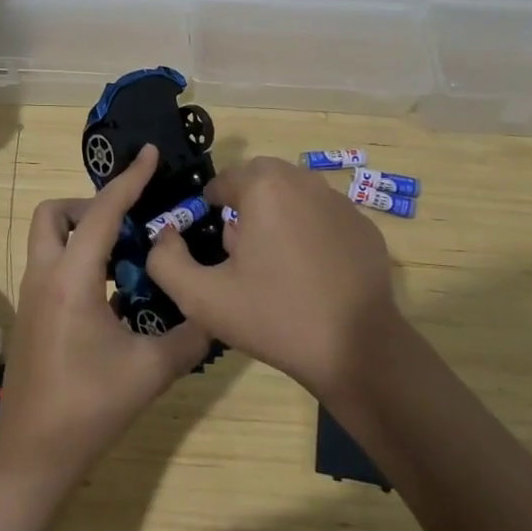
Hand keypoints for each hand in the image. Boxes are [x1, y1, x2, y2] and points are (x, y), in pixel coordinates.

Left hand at [0, 144, 211, 481]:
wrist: (33, 451)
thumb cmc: (89, 405)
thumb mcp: (151, 370)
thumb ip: (191, 335)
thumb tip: (216, 314)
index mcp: (72, 277)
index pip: (103, 212)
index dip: (130, 180)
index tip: (151, 155)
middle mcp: (45, 274)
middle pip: (55, 213)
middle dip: (91, 205)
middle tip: (130, 224)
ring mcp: (32, 293)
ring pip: (49, 238)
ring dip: (84, 231)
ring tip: (128, 254)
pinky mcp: (31, 312)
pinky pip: (53, 263)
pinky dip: (79, 257)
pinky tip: (113, 289)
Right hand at [148, 156, 400, 398]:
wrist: (356, 351)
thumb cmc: (274, 317)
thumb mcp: (202, 298)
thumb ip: (166, 261)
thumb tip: (166, 236)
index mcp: (265, 187)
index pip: (225, 179)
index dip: (211, 206)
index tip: (212, 240)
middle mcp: (305, 182)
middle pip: (262, 181)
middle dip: (246, 207)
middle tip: (241, 252)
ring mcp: (341, 204)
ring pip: (295, 196)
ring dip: (279, 217)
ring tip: (275, 266)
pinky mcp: (365, 228)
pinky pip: (325, 218)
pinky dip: (312, 234)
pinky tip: (311, 276)